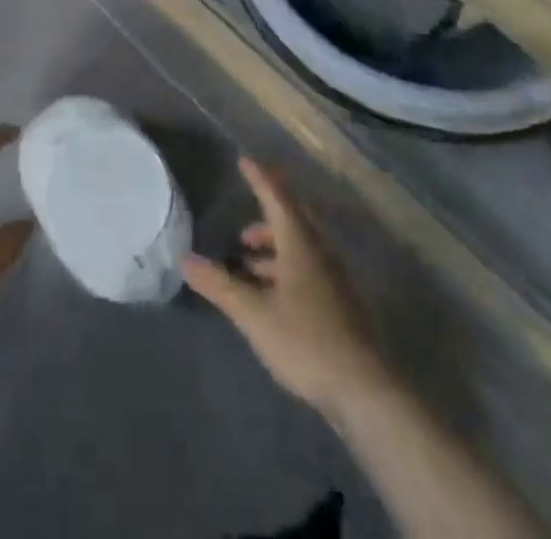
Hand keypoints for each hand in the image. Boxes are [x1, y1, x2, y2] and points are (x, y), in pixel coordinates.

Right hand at [183, 157, 385, 417]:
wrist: (365, 391)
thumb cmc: (306, 340)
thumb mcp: (254, 313)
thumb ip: (220, 285)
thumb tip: (185, 259)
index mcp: (300, 243)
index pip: (277, 198)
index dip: (260, 179)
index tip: (245, 160)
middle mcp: (320, 252)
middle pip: (293, 222)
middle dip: (266, 219)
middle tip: (242, 230)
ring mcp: (334, 280)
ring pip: (301, 250)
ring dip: (274, 250)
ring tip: (248, 266)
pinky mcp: (340, 306)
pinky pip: (308, 271)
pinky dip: (286, 271)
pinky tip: (272, 297)